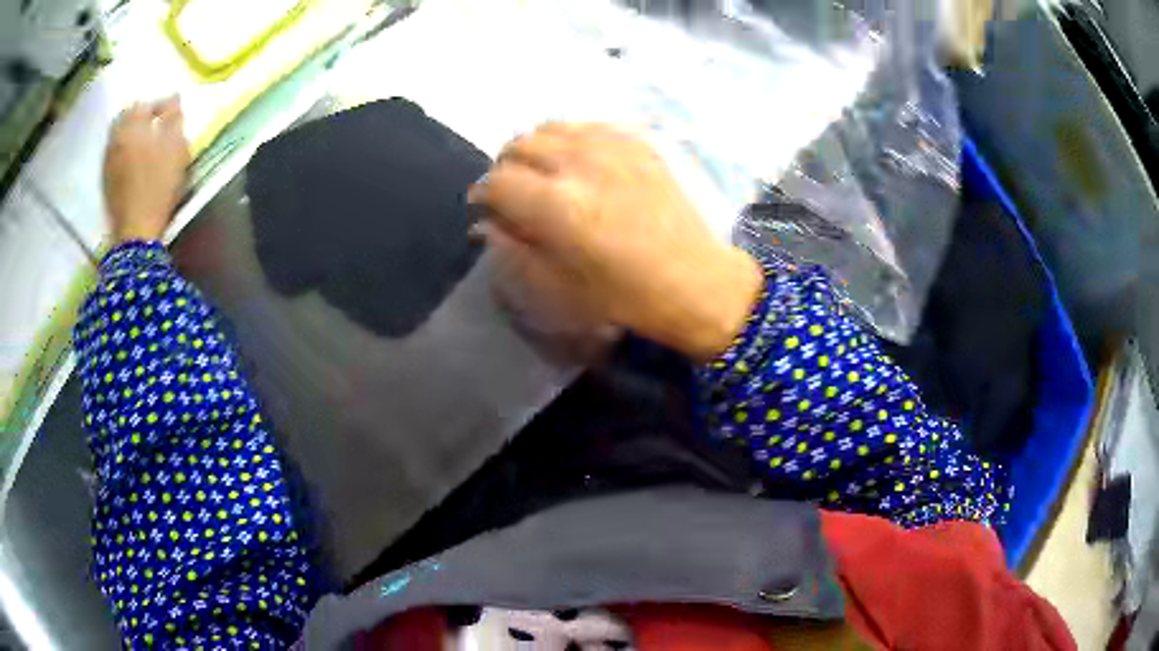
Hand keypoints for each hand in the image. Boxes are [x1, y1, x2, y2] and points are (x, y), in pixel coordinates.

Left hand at [103, 97, 189, 243]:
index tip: (172, 110)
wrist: (136, 231)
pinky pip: (112, 154)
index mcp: (133, 127)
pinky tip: (131, 158)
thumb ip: (174, 119)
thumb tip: (174, 99)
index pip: (146, 103)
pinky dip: (122, 149)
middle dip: (139, 114)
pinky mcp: (106, 181)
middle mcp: (116, 139)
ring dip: (129, 132)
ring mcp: (108, 161)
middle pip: (125, 116)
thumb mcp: (176, 149)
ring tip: (143, 139)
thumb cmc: (159, 186)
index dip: (161, 104)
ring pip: (117, 135)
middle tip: (154, 121)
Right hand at [469, 123, 761, 361]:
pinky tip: (577, 162)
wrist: (697, 281)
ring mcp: (613, 147)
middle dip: (505, 167)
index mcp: (559, 206)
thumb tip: (488, 224)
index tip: (486, 208)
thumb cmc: (627, 297)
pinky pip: (587, 126)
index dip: (484, 195)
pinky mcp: (638, 143)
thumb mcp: (560, 288)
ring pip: (551, 128)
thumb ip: (515, 249)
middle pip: (520, 145)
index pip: (498, 181)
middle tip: (513, 191)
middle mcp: (581, 164)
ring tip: (543, 172)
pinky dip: (570, 139)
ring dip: (535, 148)